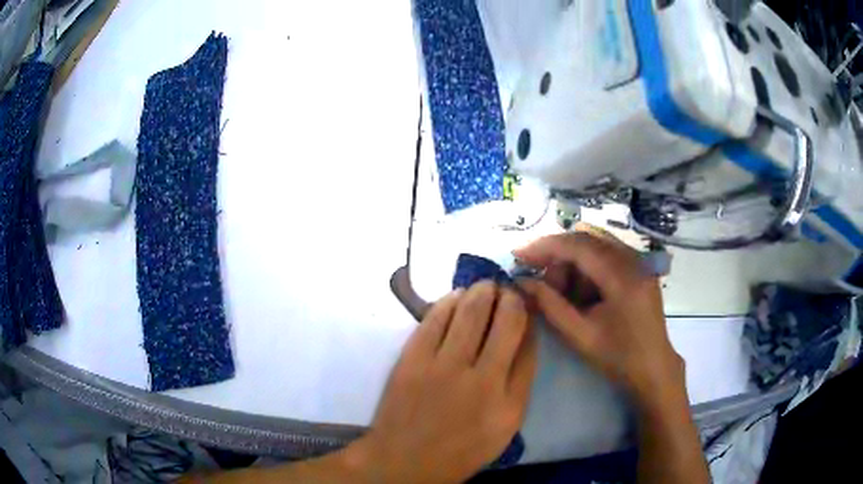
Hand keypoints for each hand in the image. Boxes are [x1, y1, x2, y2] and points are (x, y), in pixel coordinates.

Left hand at [346, 282, 537, 483]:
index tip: (526, 305)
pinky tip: (456, 297)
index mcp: (508, 402)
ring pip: (470, 310)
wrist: (404, 460)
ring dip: (481, 291)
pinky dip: (450, 300)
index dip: (529, 316)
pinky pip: (435, 317)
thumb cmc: (461, 448)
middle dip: (509, 296)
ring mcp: (442, 367)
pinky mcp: (412, 359)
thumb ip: (520, 381)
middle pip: (505, 319)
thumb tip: (526, 335)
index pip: (529, 344)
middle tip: (506, 291)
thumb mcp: (505, 425)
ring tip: (484, 288)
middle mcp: (481, 380)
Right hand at [515, 230, 683, 406]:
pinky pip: (607, 254)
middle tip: (542, 284)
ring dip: (573, 263)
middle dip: (558, 257)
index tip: (519, 256)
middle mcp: (633, 259)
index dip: (545, 247)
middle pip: (586, 240)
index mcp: (622, 277)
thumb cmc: (617, 357)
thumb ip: (549, 306)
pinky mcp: (640, 268)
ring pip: (596, 245)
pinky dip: (588, 266)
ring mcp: (640, 261)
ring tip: (564, 294)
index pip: (578, 246)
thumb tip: (521, 282)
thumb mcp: (579, 335)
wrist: (653, 367)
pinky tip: (583, 291)